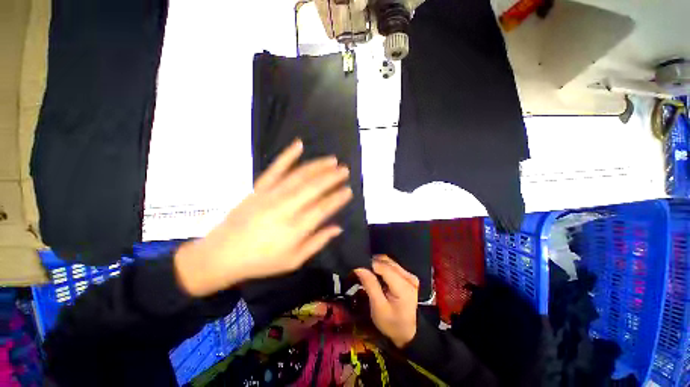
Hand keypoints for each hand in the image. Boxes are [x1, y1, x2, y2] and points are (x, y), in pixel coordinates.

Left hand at [175, 139, 352, 296]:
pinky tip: (298, 145)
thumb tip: (338, 228)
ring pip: (299, 176)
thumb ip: (317, 242)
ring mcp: (271, 195)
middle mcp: (286, 208)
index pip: (323, 208)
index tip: (349, 190)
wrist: (222, 254)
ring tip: (332, 160)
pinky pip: (275, 168)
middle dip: (332, 177)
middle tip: (345, 170)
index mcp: (296, 228)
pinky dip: (287, 155)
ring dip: (318, 166)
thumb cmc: (262, 261)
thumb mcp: (294, 261)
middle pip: (314, 188)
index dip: (338, 198)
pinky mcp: (259, 188)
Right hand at [355, 255, 419, 347]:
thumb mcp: (378, 308)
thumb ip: (370, 285)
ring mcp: (410, 275)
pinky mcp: (408, 276)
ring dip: (377, 265)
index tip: (357, 269)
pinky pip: (392, 266)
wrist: (410, 333)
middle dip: (372, 264)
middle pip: (386, 261)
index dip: (368, 265)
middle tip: (361, 273)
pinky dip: (382, 268)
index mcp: (403, 286)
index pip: (383, 266)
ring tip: (368, 275)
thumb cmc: (393, 324)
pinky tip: (377, 277)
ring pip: (389, 261)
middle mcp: (408, 277)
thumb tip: (359, 268)